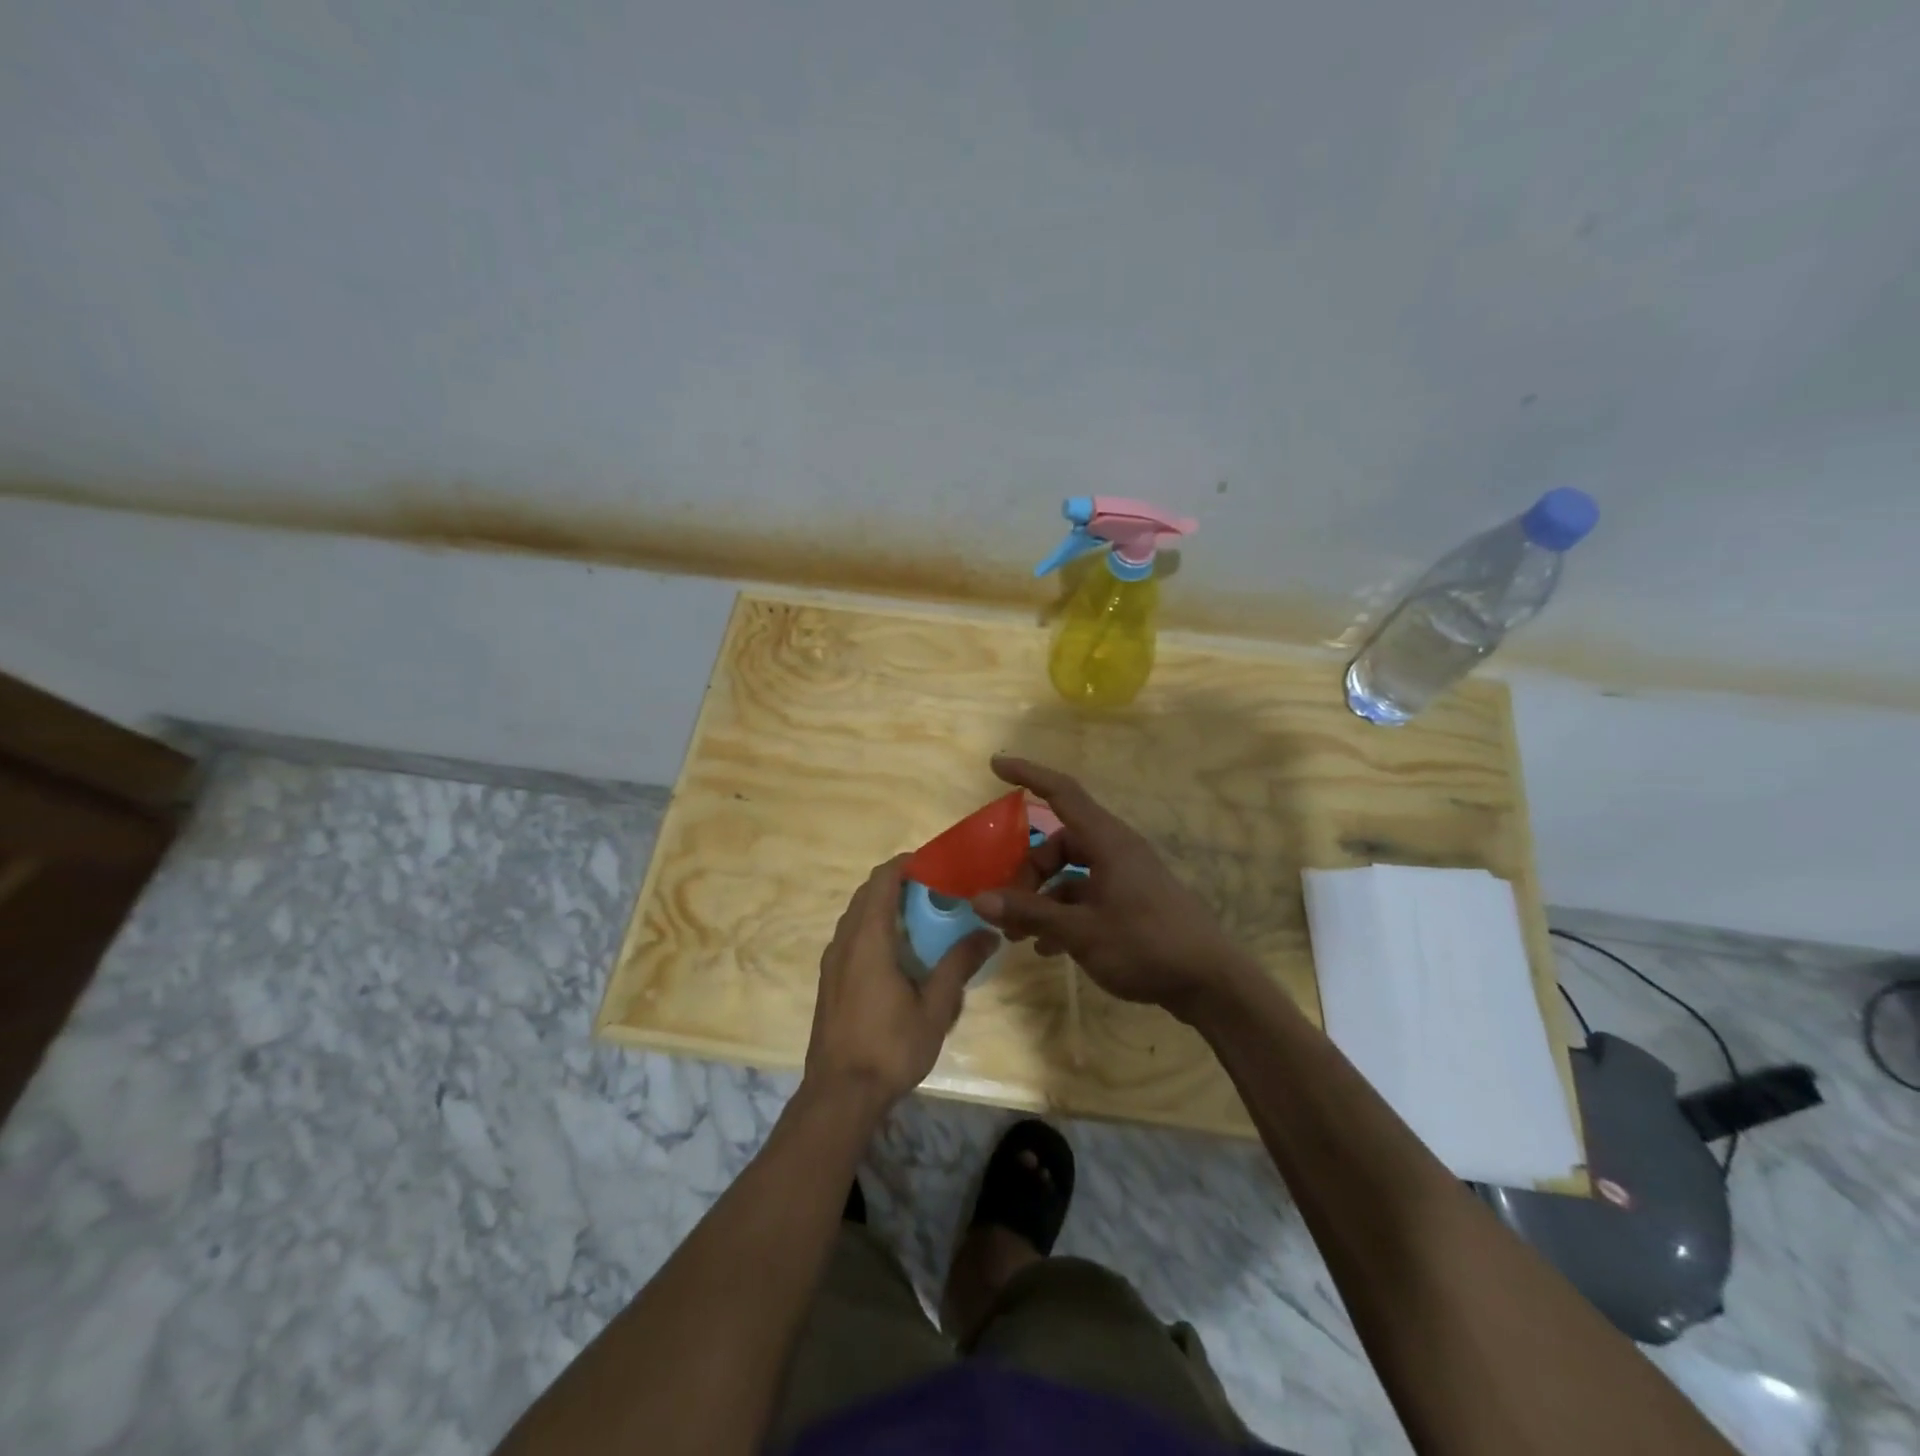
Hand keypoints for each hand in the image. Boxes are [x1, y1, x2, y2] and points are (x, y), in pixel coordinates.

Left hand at [804, 855, 997, 1112]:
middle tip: (937, 892)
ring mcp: (832, 961)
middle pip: (868, 893)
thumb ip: (958, 965)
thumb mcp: (935, 1008)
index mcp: (868, 938)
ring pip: (857, 916)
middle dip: (899, 884)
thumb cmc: (890, 1047)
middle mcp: (844, 941)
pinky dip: (874, 929)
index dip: (907, 863)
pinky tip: (899, 955)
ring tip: (922, 920)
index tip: (936, 864)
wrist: (839, 1095)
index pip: (882, 879)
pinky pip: (851, 937)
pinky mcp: (829, 980)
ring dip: (885, 907)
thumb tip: (988, 933)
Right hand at [971, 756, 1252, 1022]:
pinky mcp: (1132, 902)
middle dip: (1028, 872)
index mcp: (1107, 842)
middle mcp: (1116, 851)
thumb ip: (1030, 912)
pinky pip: (1086, 896)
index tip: (996, 765)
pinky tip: (1047, 948)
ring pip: (1071, 873)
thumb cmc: (1145, 945)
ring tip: (1019, 936)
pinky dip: (1063, 914)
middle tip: (1006, 907)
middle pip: (1059, 843)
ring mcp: (1126, 877)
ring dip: (1042, 898)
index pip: (1062, 793)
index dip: (1028, 774)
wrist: (1211, 983)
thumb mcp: (1080, 931)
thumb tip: (979, 899)